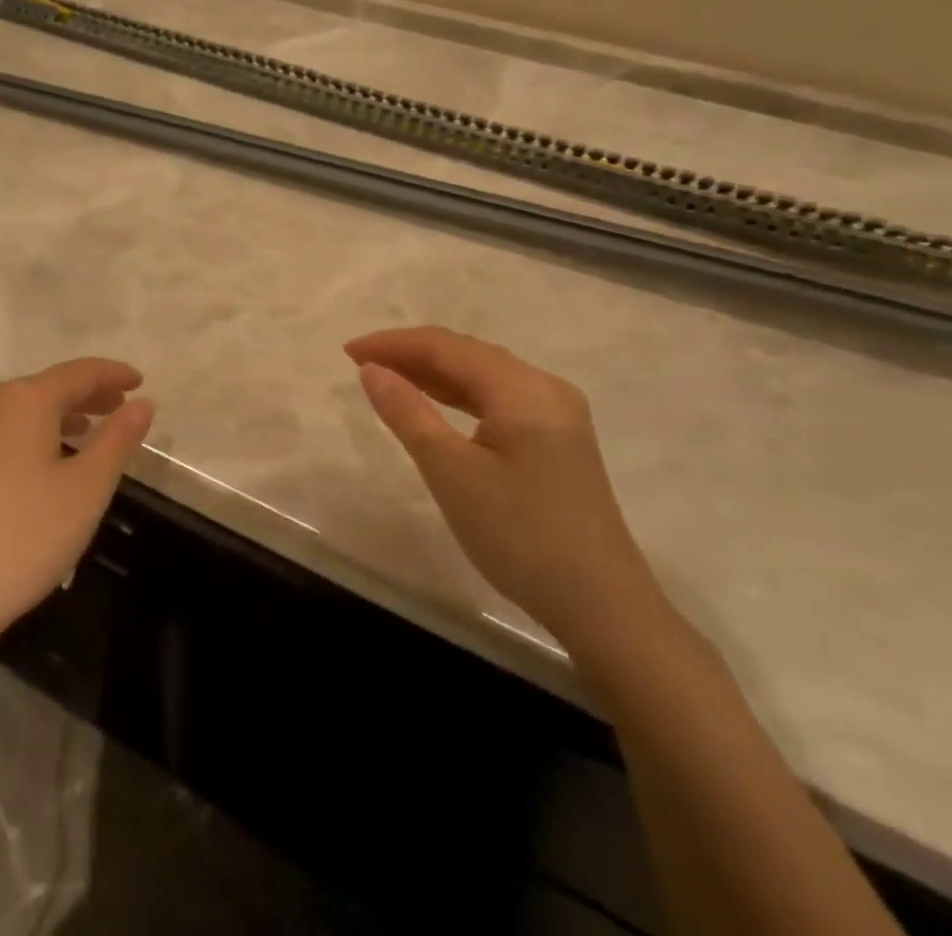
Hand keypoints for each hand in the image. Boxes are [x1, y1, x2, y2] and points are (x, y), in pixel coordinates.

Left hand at [0, 359, 154, 669]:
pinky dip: (32, 433)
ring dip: (60, 415)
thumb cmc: (21, 538)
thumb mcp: (85, 490)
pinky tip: (42, 462)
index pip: (79, 372)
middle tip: (120, 407)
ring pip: (22, 409)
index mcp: (24, 399)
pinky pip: (0, 430)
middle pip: (48, 386)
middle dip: (88, 394)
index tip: (140, 381)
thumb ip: (118, 440)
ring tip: (87, 432)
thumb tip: (143, 403)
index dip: (113, 374)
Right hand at [346, 326, 660, 654]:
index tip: (348, 351)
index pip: (447, 347)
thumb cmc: (521, 535)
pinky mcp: (557, 441)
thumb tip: (372, 370)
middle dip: (411, 354)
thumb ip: (408, 413)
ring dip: (433, 374)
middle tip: (360, 363)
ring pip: (482, 376)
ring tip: (386, 377)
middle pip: (467, 354)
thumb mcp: (452, 473)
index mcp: (523, 388)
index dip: (394, 344)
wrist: (603, 608)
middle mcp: (544, 389)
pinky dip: (458, 397)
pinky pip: (497, 401)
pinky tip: (434, 404)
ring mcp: (556, 415)